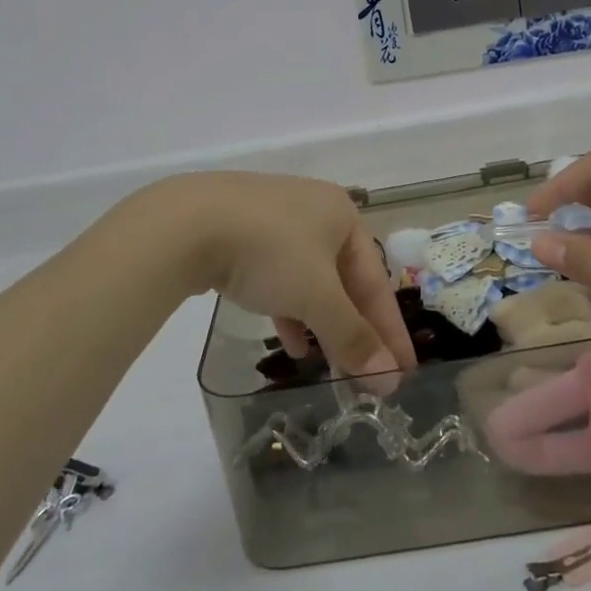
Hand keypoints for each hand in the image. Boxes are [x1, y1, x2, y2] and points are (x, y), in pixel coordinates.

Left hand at [151, 172, 416, 380]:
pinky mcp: (240, 231)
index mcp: (341, 214)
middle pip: (343, 279)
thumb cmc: (269, 252)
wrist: (187, 222)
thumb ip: (352, 336)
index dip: (390, 330)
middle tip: (366, 375)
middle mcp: (312, 210)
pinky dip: (288, 308)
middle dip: (353, 328)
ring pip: (309, 279)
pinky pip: (277, 275)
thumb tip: (388, 380)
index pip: (376, 280)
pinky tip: (289, 341)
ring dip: (321, 322)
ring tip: (328, 365)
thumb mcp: (316, 297)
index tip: (403, 374)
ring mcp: (273, 218)